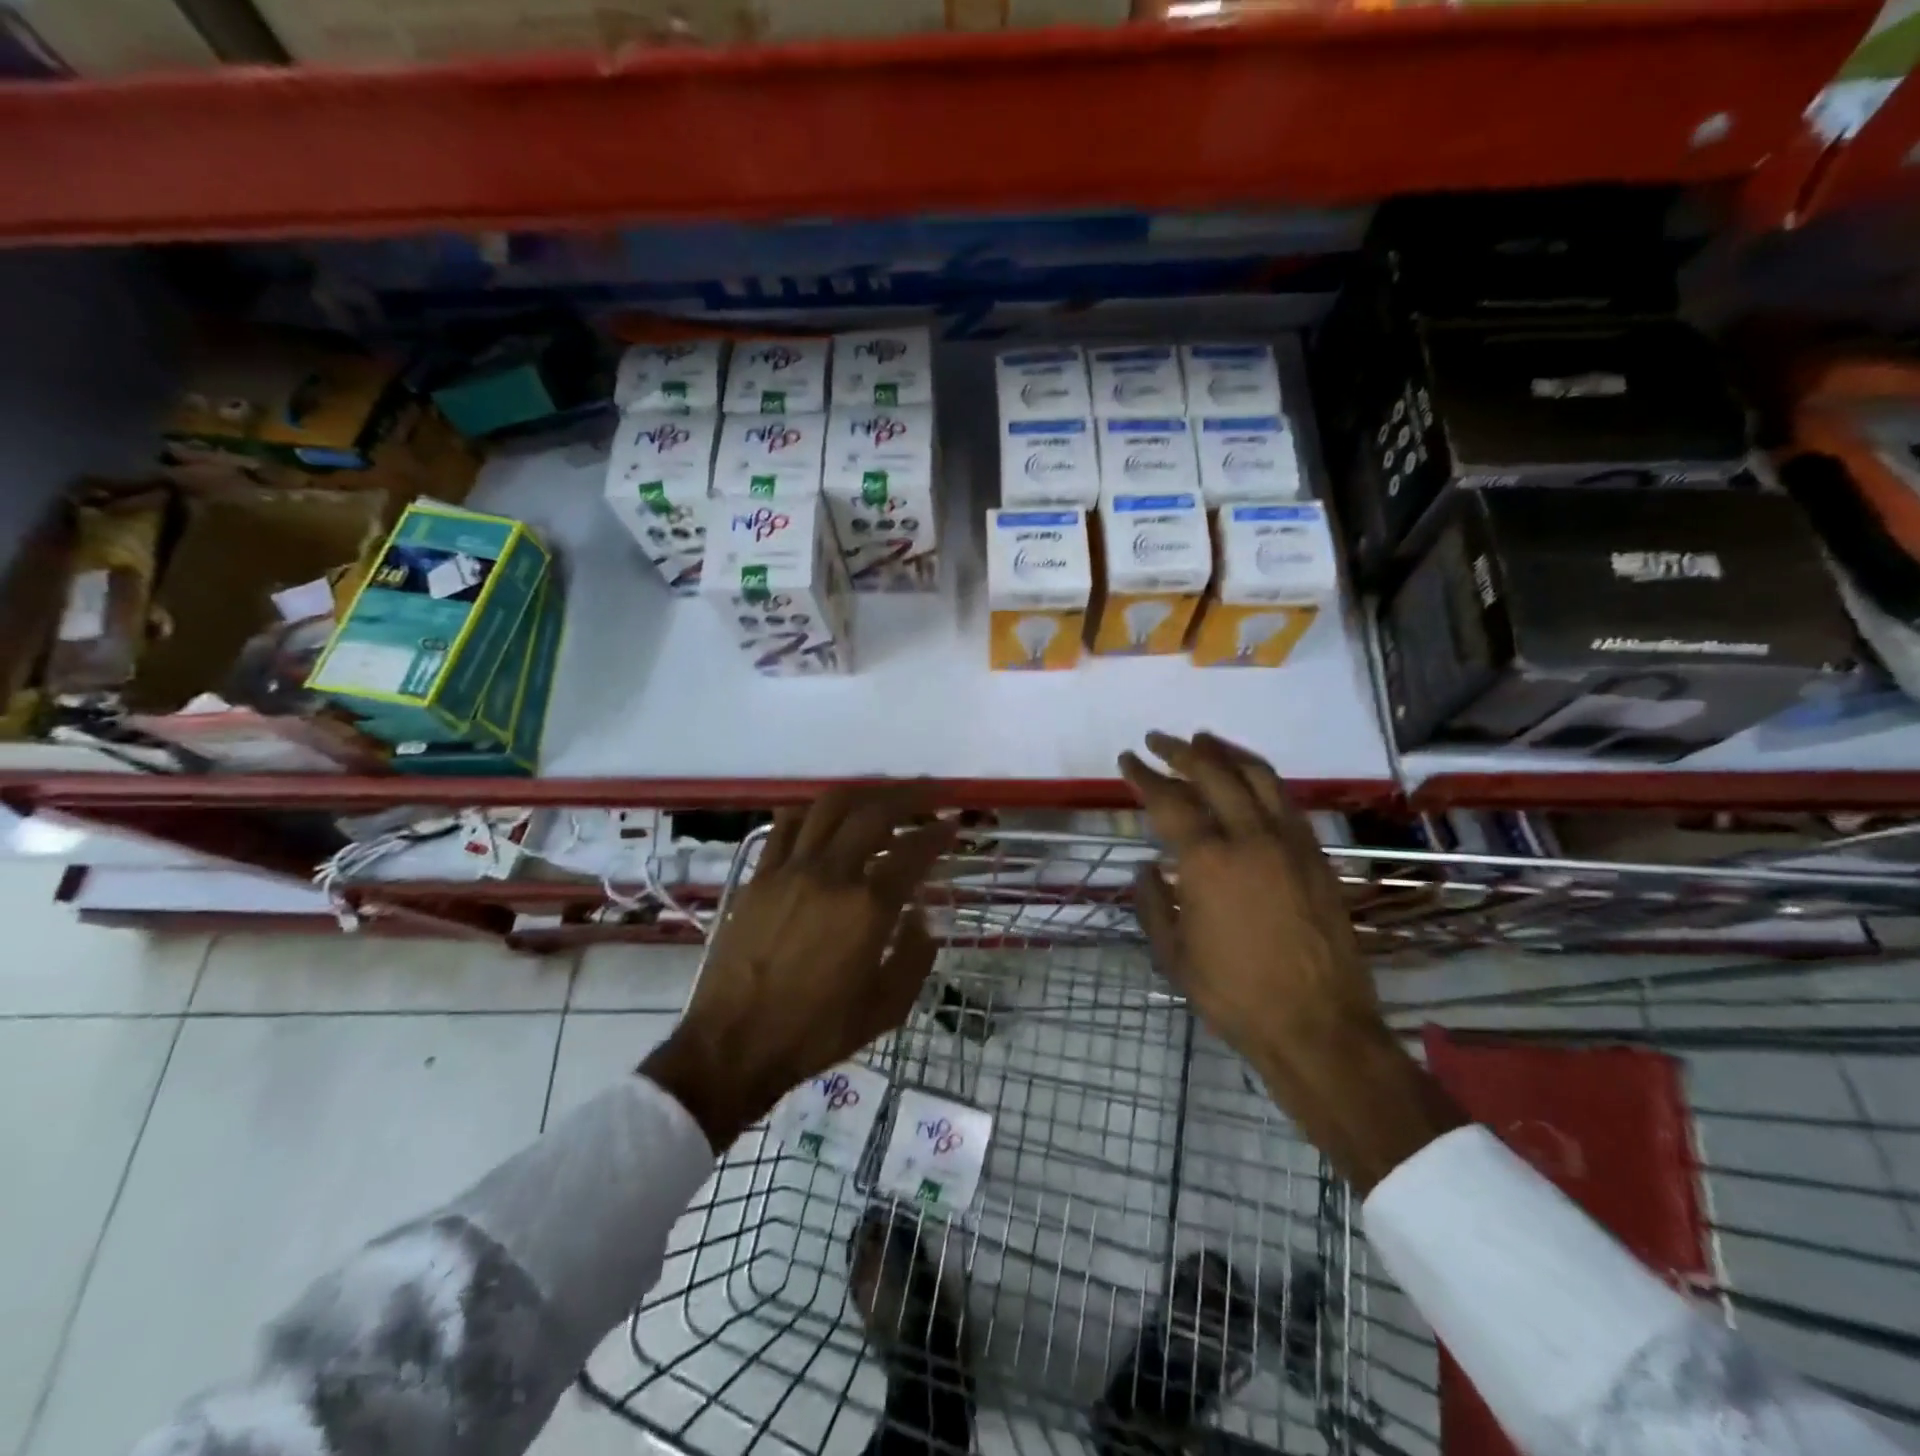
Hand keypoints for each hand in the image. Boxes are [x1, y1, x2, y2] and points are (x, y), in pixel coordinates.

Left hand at [642, 785, 955, 1149]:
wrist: (734, 1045)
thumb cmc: (816, 1032)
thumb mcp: (885, 1008)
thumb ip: (915, 958)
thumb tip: (921, 918)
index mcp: (868, 908)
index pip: (912, 852)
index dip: (938, 832)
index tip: (952, 823)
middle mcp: (831, 874)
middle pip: (874, 813)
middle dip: (908, 796)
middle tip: (928, 793)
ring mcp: (790, 870)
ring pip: (829, 807)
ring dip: (862, 793)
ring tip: (881, 796)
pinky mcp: (759, 876)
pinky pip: (786, 826)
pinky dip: (812, 811)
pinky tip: (824, 817)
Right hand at [1119, 732, 1462, 1191]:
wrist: (1318, 1027)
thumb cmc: (1234, 995)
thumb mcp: (1174, 954)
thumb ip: (1153, 903)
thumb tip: (1145, 868)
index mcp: (1208, 861)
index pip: (1169, 800)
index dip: (1144, 776)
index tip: (1128, 759)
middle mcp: (1251, 838)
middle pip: (1213, 773)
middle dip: (1181, 751)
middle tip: (1159, 740)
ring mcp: (1290, 842)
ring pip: (1258, 776)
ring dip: (1226, 752)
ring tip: (1203, 740)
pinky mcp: (1317, 855)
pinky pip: (1286, 800)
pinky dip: (1260, 777)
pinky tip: (1248, 779)